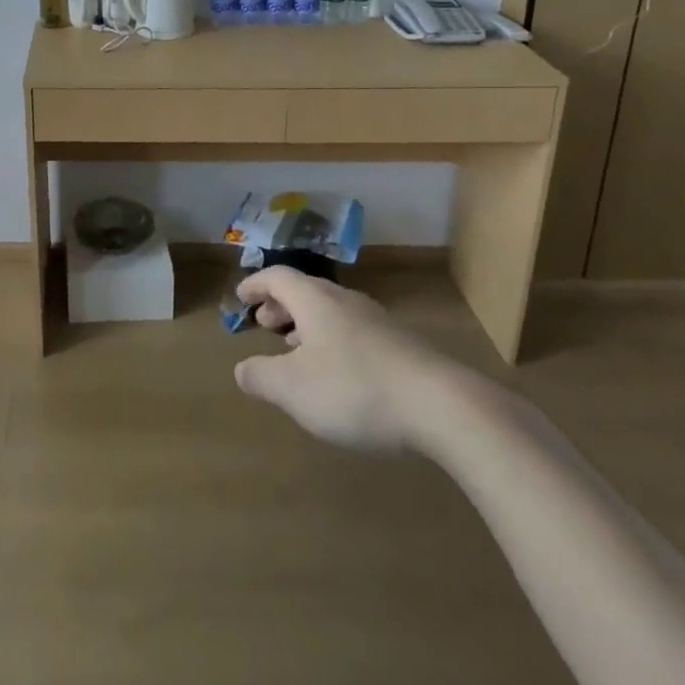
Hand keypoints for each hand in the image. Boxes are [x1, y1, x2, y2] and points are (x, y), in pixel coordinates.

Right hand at [233, 267, 472, 453]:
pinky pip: (354, 331)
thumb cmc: (355, 389)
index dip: (255, 285)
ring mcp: (377, 322)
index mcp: (314, 300)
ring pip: (331, 312)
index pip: (277, 277)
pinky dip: (333, 342)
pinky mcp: (403, 347)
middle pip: (305, 291)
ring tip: (297, 350)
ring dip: (307, 325)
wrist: (443, 407)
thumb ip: (261, 377)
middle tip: (265, 324)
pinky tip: (339, 374)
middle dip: (281, 305)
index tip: (241, 297)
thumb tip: (241, 369)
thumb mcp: (293, 390)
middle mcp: (344, 301)